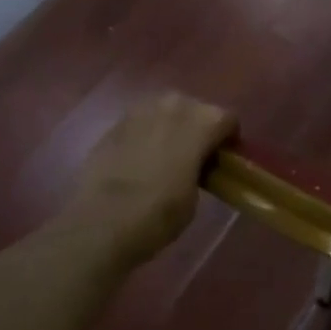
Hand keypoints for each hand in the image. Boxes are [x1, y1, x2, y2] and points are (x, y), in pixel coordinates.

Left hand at [60, 93, 234, 266]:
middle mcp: (175, 106)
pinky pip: (138, 124)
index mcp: (205, 121)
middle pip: (195, 108)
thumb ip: (200, 168)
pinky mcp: (112, 126)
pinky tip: (138, 160)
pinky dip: (143, 136)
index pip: (228, 119)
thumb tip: (193, 167)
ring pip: (164, 111)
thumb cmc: (162, 212)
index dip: (227, 139)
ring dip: (169, 127)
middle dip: (197, 127)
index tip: (222, 159)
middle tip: (194, 155)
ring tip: (165, 154)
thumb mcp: (197, 193)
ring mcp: (140, 112)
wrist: (102, 223)